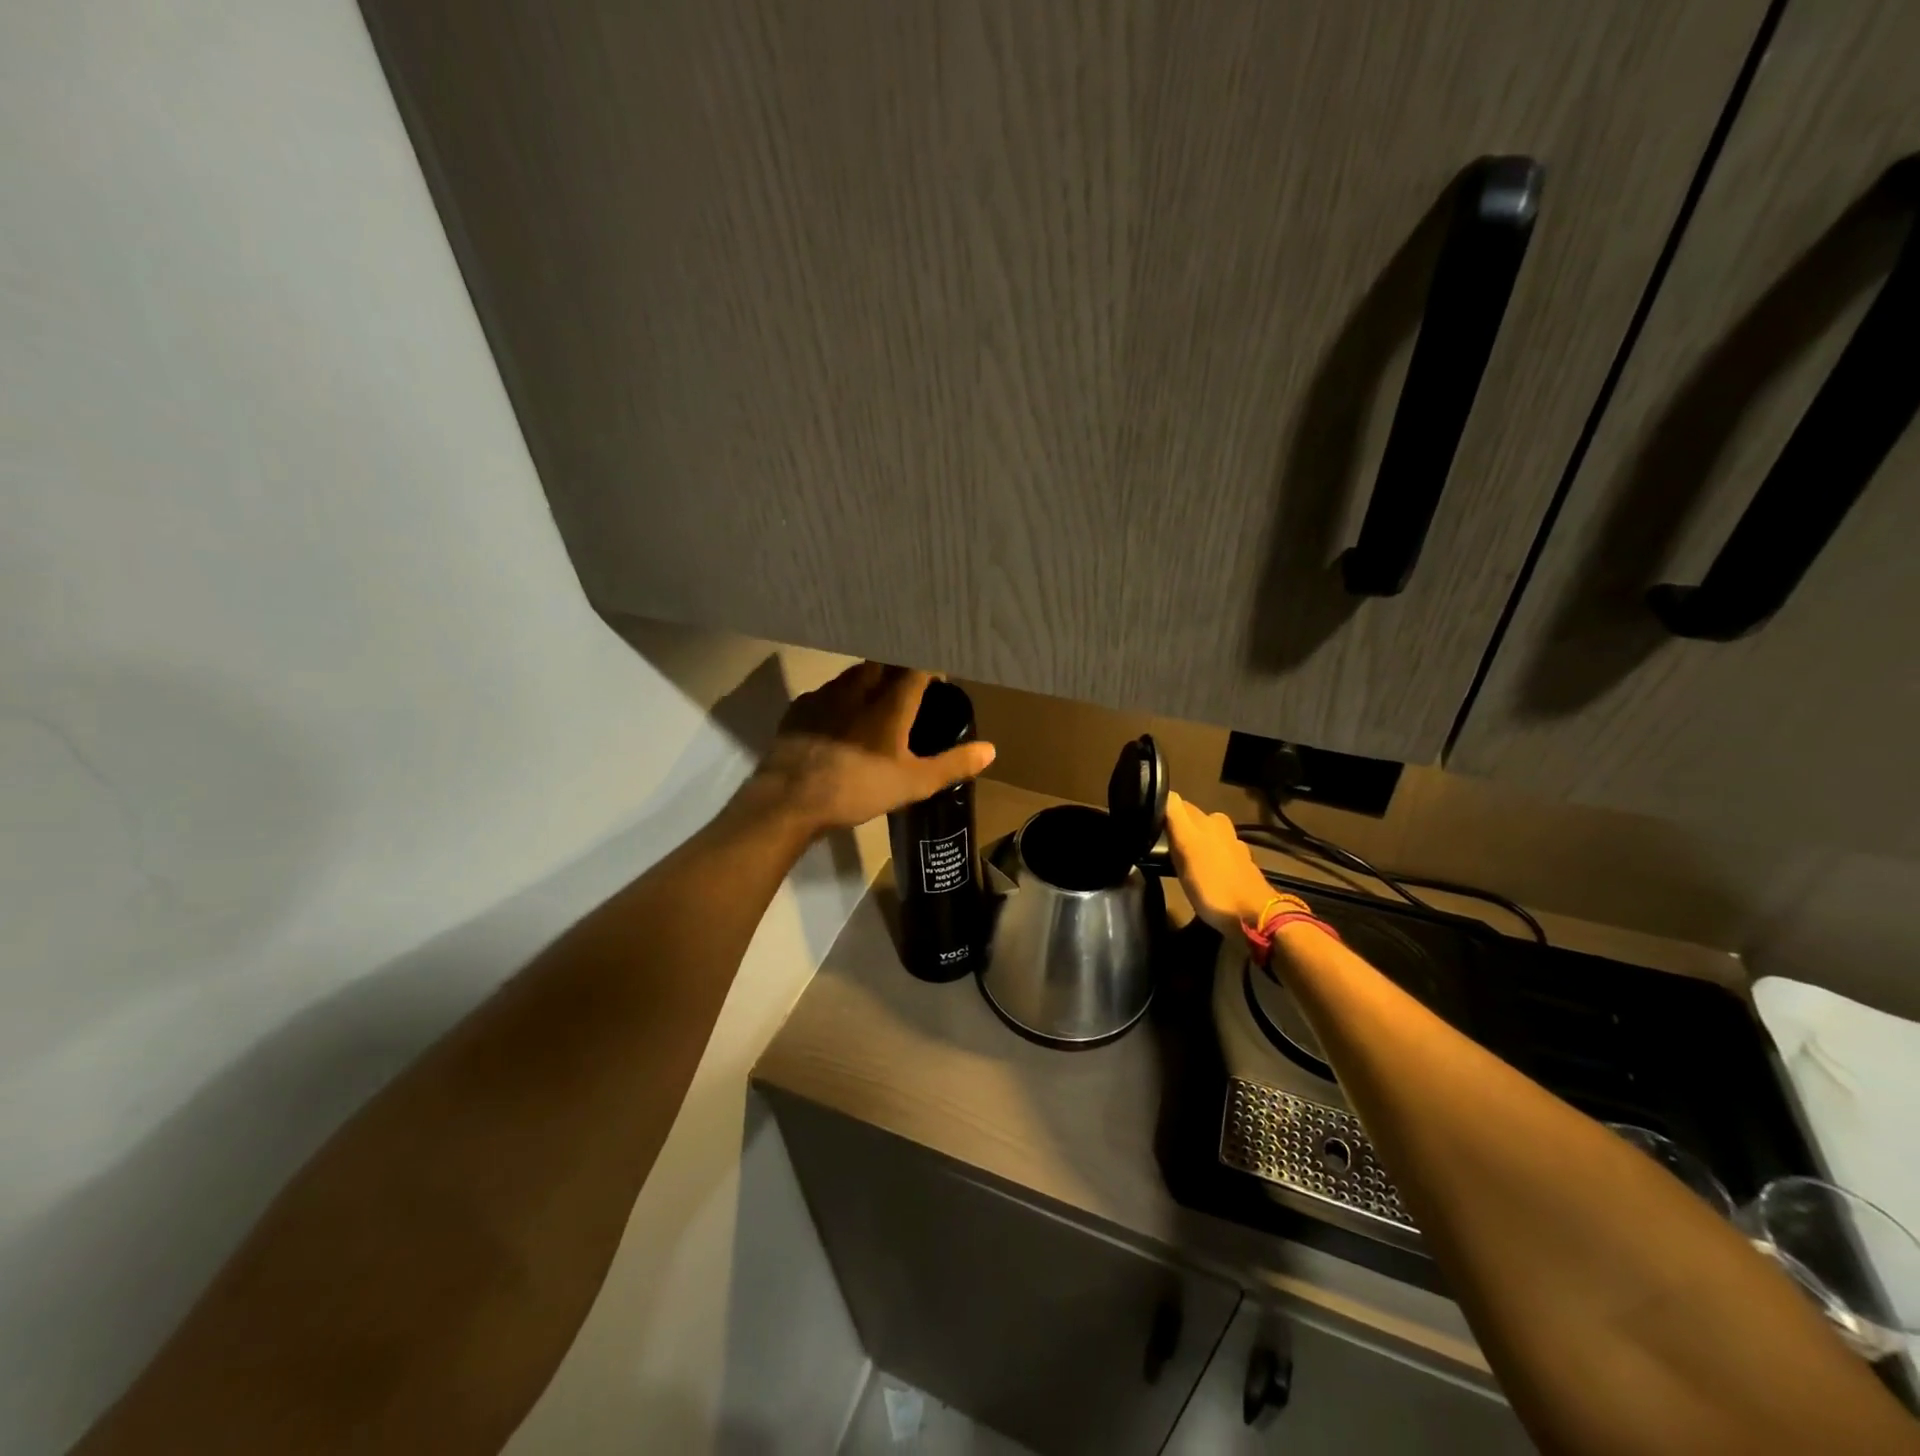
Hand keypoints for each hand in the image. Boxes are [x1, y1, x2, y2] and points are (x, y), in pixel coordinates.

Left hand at [748, 663, 995, 833]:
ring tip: (876, 699)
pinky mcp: (800, 708)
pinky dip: (840, 698)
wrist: (790, 800)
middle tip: (909, 685)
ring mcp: (825, 695)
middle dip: (898, 668)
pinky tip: (840, 718)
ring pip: (853, 675)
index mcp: (890, 703)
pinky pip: (827, 692)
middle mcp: (858, 688)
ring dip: (869, 679)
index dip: (930, 664)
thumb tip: (991, 750)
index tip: (939, 673)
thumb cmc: (858, 789)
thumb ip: (953, 765)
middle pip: (883, 663)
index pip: (916, 666)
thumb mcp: (914, 783)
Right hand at [1165, 792, 1273, 934]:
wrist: (1254, 917)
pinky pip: (1216, 855)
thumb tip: (1163, 792)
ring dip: (1192, 843)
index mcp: (1208, 820)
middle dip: (1176, 827)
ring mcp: (1233, 848)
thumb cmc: (1213, 884)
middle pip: (1191, 820)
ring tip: (1176, 860)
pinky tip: (1199, 873)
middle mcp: (1221, 828)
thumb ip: (1175, 818)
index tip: (1145, 825)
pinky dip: (1206, 859)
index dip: (1160, 811)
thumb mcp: (1186, 848)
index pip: (1176, 804)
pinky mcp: (1240, 868)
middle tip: (1157, 844)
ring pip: (1204, 837)